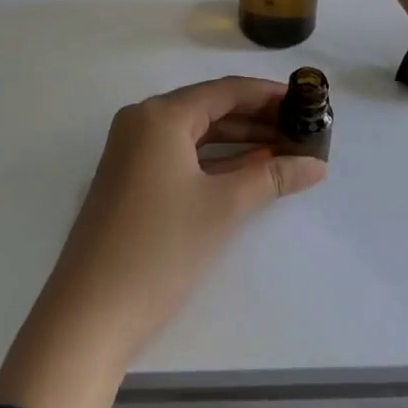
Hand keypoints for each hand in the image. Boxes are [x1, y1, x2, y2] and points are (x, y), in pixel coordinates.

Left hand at [0, 77, 325, 407]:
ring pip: (196, 134)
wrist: (90, 316)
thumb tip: (317, 165)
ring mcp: (132, 152)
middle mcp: (142, 123)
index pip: (225, 91)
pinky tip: (250, 171)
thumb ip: (272, 178)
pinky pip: (181, 156)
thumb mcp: (222, 208)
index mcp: (160, 115)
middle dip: (257, 118)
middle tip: (303, 128)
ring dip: (240, 141)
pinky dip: (216, 161)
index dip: (268, 94)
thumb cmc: (159, 249)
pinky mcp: (131, 181)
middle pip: (210, 109)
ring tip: (286, 149)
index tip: (306, 101)